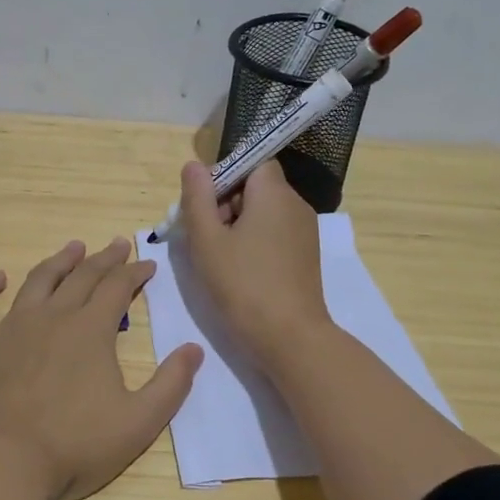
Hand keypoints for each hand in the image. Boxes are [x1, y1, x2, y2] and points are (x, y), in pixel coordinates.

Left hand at [0, 238, 203, 499]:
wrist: (2, 462)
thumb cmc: (75, 446)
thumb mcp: (139, 422)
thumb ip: (171, 384)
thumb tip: (194, 348)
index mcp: (91, 330)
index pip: (118, 287)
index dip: (135, 272)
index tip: (147, 264)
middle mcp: (52, 316)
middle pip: (82, 276)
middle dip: (104, 259)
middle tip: (117, 245)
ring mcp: (10, 326)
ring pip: (37, 281)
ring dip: (58, 261)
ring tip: (73, 248)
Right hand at [178, 159, 330, 366]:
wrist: (289, 337)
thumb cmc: (243, 284)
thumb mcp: (207, 240)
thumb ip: (197, 198)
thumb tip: (194, 165)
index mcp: (274, 193)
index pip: (252, 162)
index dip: (225, 176)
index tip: (204, 205)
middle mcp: (295, 205)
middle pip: (256, 187)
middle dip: (226, 204)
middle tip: (203, 236)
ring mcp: (305, 232)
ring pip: (264, 213)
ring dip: (237, 226)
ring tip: (217, 257)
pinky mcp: (306, 256)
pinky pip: (275, 234)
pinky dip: (254, 242)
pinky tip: (238, 270)